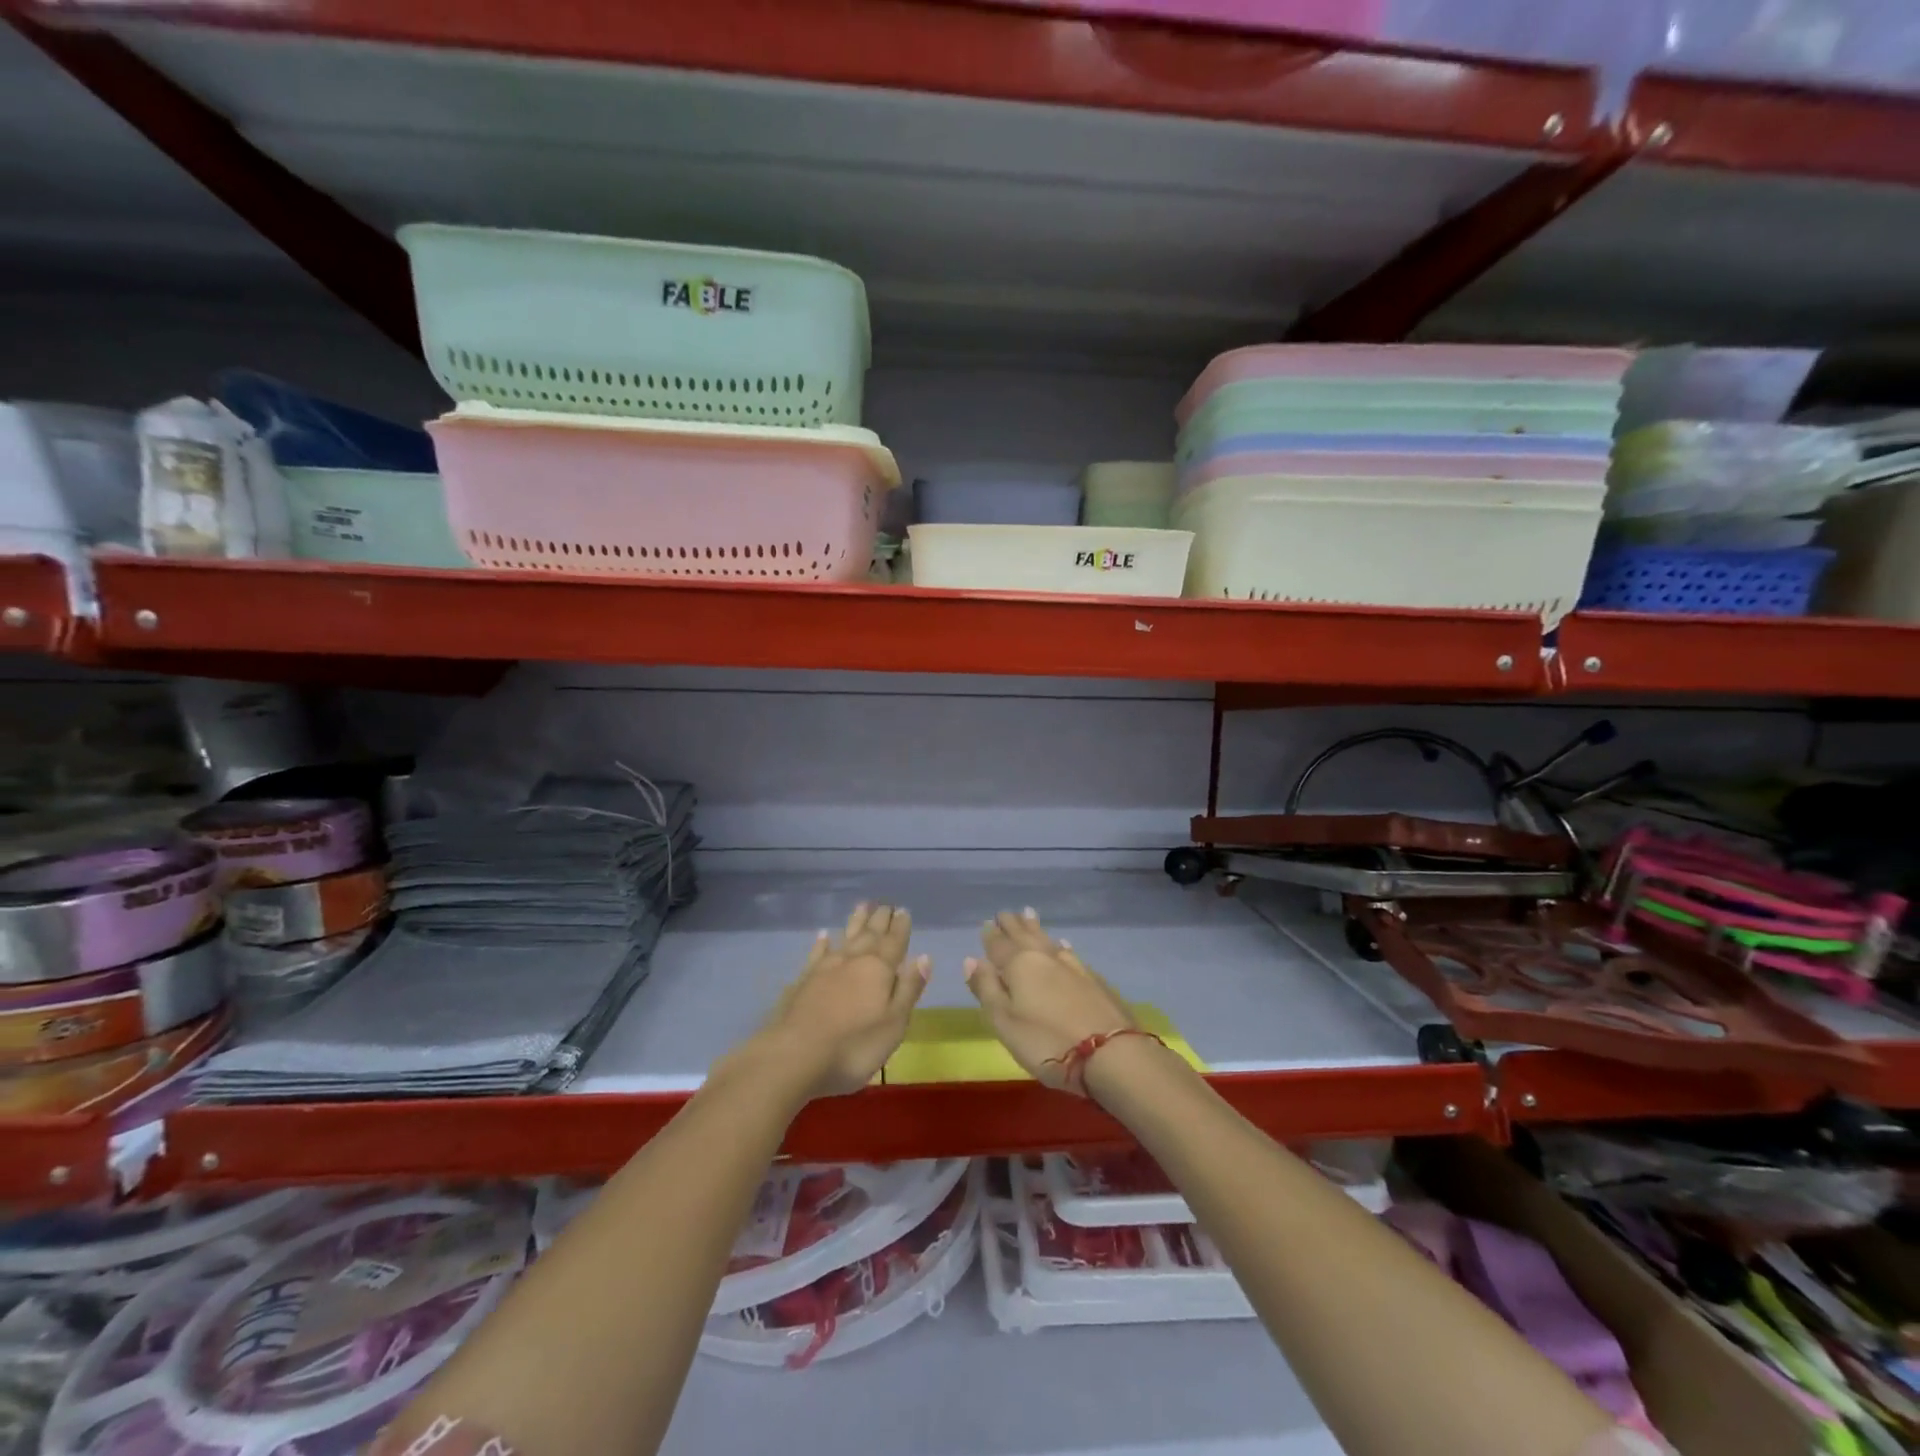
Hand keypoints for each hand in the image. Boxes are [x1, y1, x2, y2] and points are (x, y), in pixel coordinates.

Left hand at [753, 903, 929, 1097]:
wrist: (793, 1056)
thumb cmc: (853, 1046)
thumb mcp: (894, 1024)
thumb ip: (909, 989)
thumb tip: (923, 957)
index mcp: (879, 969)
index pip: (894, 942)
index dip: (900, 927)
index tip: (903, 910)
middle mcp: (853, 960)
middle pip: (870, 934)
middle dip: (879, 919)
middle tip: (886, 904)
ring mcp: (824, 968)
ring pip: (845, 937)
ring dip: (855, 922)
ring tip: (862, 906)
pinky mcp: (803, 981)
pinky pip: (816, 953)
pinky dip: (822, 943)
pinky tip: (823, 935)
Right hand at [962, 908, 1135, 1095]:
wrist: (1111, 1054)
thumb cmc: (1047, 1042)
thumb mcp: (1005, 1022)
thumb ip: (987, 989)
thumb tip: (971, 959)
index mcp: (1019, 966)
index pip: (999, 945)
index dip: (990, 936)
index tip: (985, 923)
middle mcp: (1045, 958)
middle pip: (1025, 936)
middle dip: (1013, 924)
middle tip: (1005, 912)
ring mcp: (1073, 967)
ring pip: (1049, 940)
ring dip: (1036, 928)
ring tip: (1029, 915)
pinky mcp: (1094, 980)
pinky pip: (1070, 953)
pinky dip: (1061, 946)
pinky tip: (1064, 945)